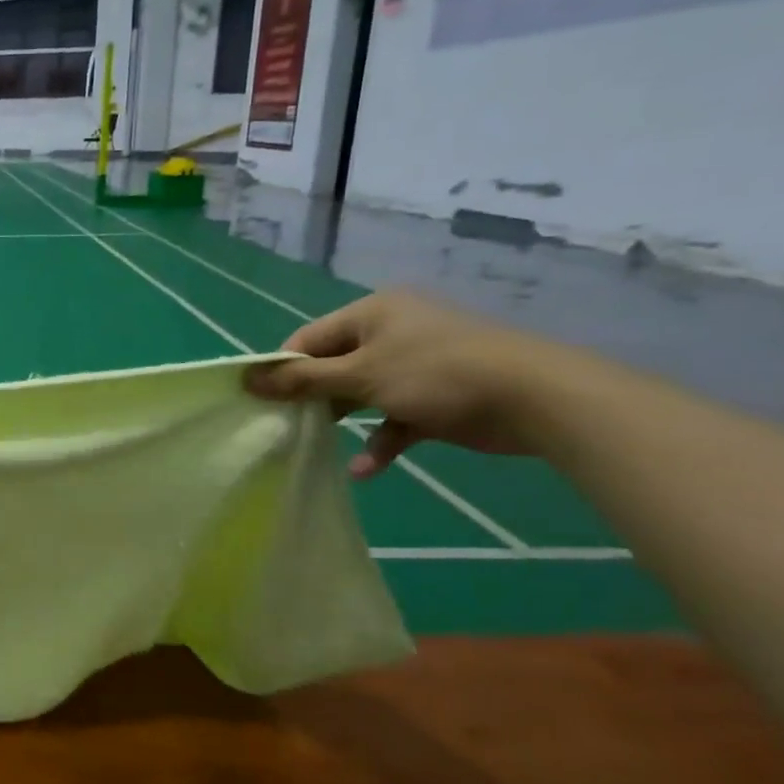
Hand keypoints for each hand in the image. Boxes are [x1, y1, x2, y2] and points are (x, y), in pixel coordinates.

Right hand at [245, 290, 569, 479]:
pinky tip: (365, 469)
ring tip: (312, 446)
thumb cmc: (436, 373)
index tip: (260, 400)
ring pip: (362, 394)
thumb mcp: (360, 375)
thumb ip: (303, 379)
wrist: (536, 398)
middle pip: (333, 366)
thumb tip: (247, 378)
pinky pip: (394, 418)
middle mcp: (391, 333)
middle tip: (283, 426)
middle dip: (311, 398)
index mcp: (372, 314)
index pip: (309, 338)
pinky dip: (380, 441)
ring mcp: (415, 366)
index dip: (282, 369)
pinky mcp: (435, 398)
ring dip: (342, 422)